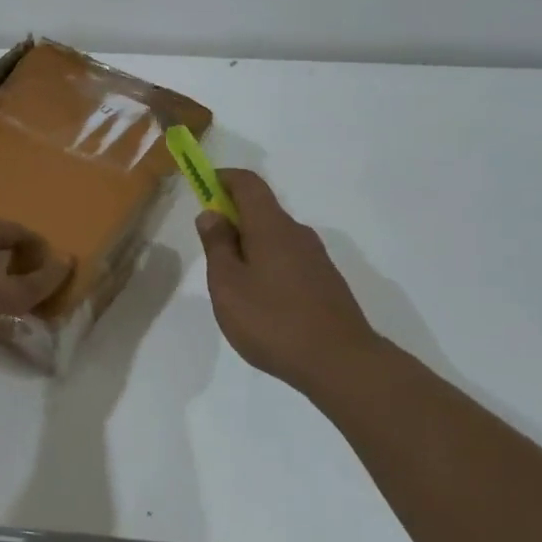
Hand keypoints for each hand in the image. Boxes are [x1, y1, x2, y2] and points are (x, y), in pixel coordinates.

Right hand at [195, 169, 383, 399]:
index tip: (201, 187)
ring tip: (232, 287)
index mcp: (271, 227)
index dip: (222, 178)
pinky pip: (287, 260)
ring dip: (248, 247)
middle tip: (209, 252)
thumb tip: (211, 214)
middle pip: (261, 210)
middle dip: (231, 219)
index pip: (248, 183)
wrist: (340, 363)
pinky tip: (260, 304)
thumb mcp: (228, 285)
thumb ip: (217, 246)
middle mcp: (298, 234)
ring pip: (274, 238)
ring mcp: (316, 259)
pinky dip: (266, 266)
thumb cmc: (273, 321)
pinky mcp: (325, 283)